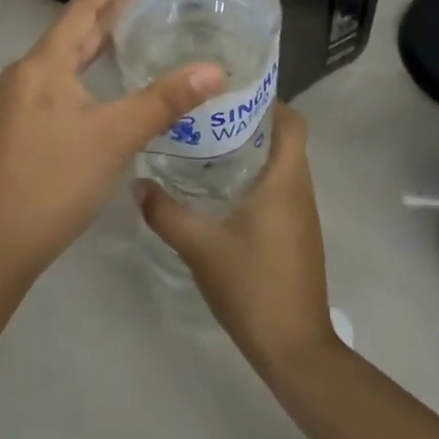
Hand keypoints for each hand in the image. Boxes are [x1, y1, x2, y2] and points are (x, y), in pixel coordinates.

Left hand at [0, 0, 226, 279]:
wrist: (1, 241)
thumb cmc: (56, 179)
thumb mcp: (115, 136)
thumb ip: (164, 100)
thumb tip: (215, 70)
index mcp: (42, 65)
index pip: (79, 12)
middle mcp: (27, 75)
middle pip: (70, 33)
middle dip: (103, 11)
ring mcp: (21, 102)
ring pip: (64, 60)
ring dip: (94, 42)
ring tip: (127, 25)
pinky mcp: (24, 126)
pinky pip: (60, 82)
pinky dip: (86, 70)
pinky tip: (105, 78)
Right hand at [137, 103, 336, 372]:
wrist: (294, 348)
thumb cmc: (253, 285)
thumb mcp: (199, 246)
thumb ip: (165, 212)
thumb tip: (137, 182)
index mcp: (285, 180)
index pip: (292, 121)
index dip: (268, 99)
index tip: (230, 90)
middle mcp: (300, 190)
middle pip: (285, 139)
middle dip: (250, 121)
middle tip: (205, 114)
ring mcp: (302, 215)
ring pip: (281, 166)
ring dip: (252, 151)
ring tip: (207, 144)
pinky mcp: (297, 236)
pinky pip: (279, 190)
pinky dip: (255, 179)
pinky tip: (220, 191)